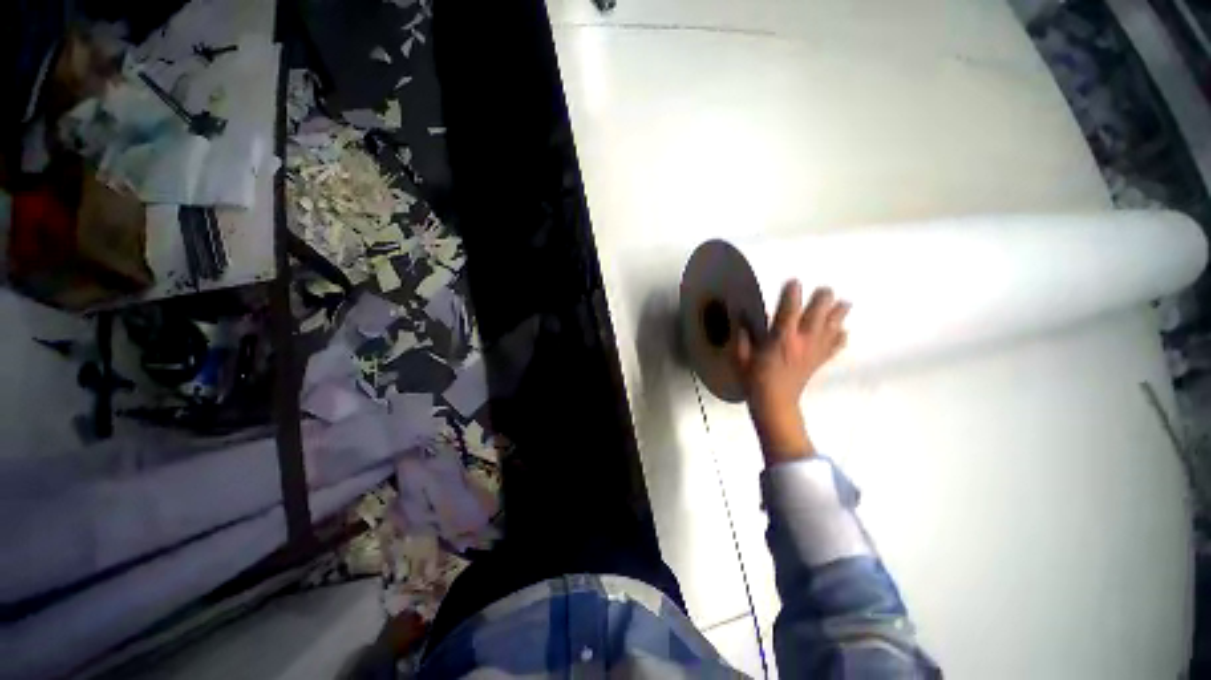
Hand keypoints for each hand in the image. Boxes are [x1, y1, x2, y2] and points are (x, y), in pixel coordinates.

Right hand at [734, 281, 849, 462]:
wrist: (774, 404)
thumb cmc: (754, 379)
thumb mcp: (741, 356)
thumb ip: (742, 334)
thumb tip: (740, 314)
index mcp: (781, 338)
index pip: (789, 310)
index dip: (792, 293)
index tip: (794, 281)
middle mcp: (802, 340)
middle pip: (819, 314)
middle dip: (823, 300)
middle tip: (824, 290)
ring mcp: (814, 351)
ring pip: (833, 327)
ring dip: (838, 314)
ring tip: (843, 304)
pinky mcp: (820, 361)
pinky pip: (835, 346)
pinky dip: (840, 338)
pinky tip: (842, 332)